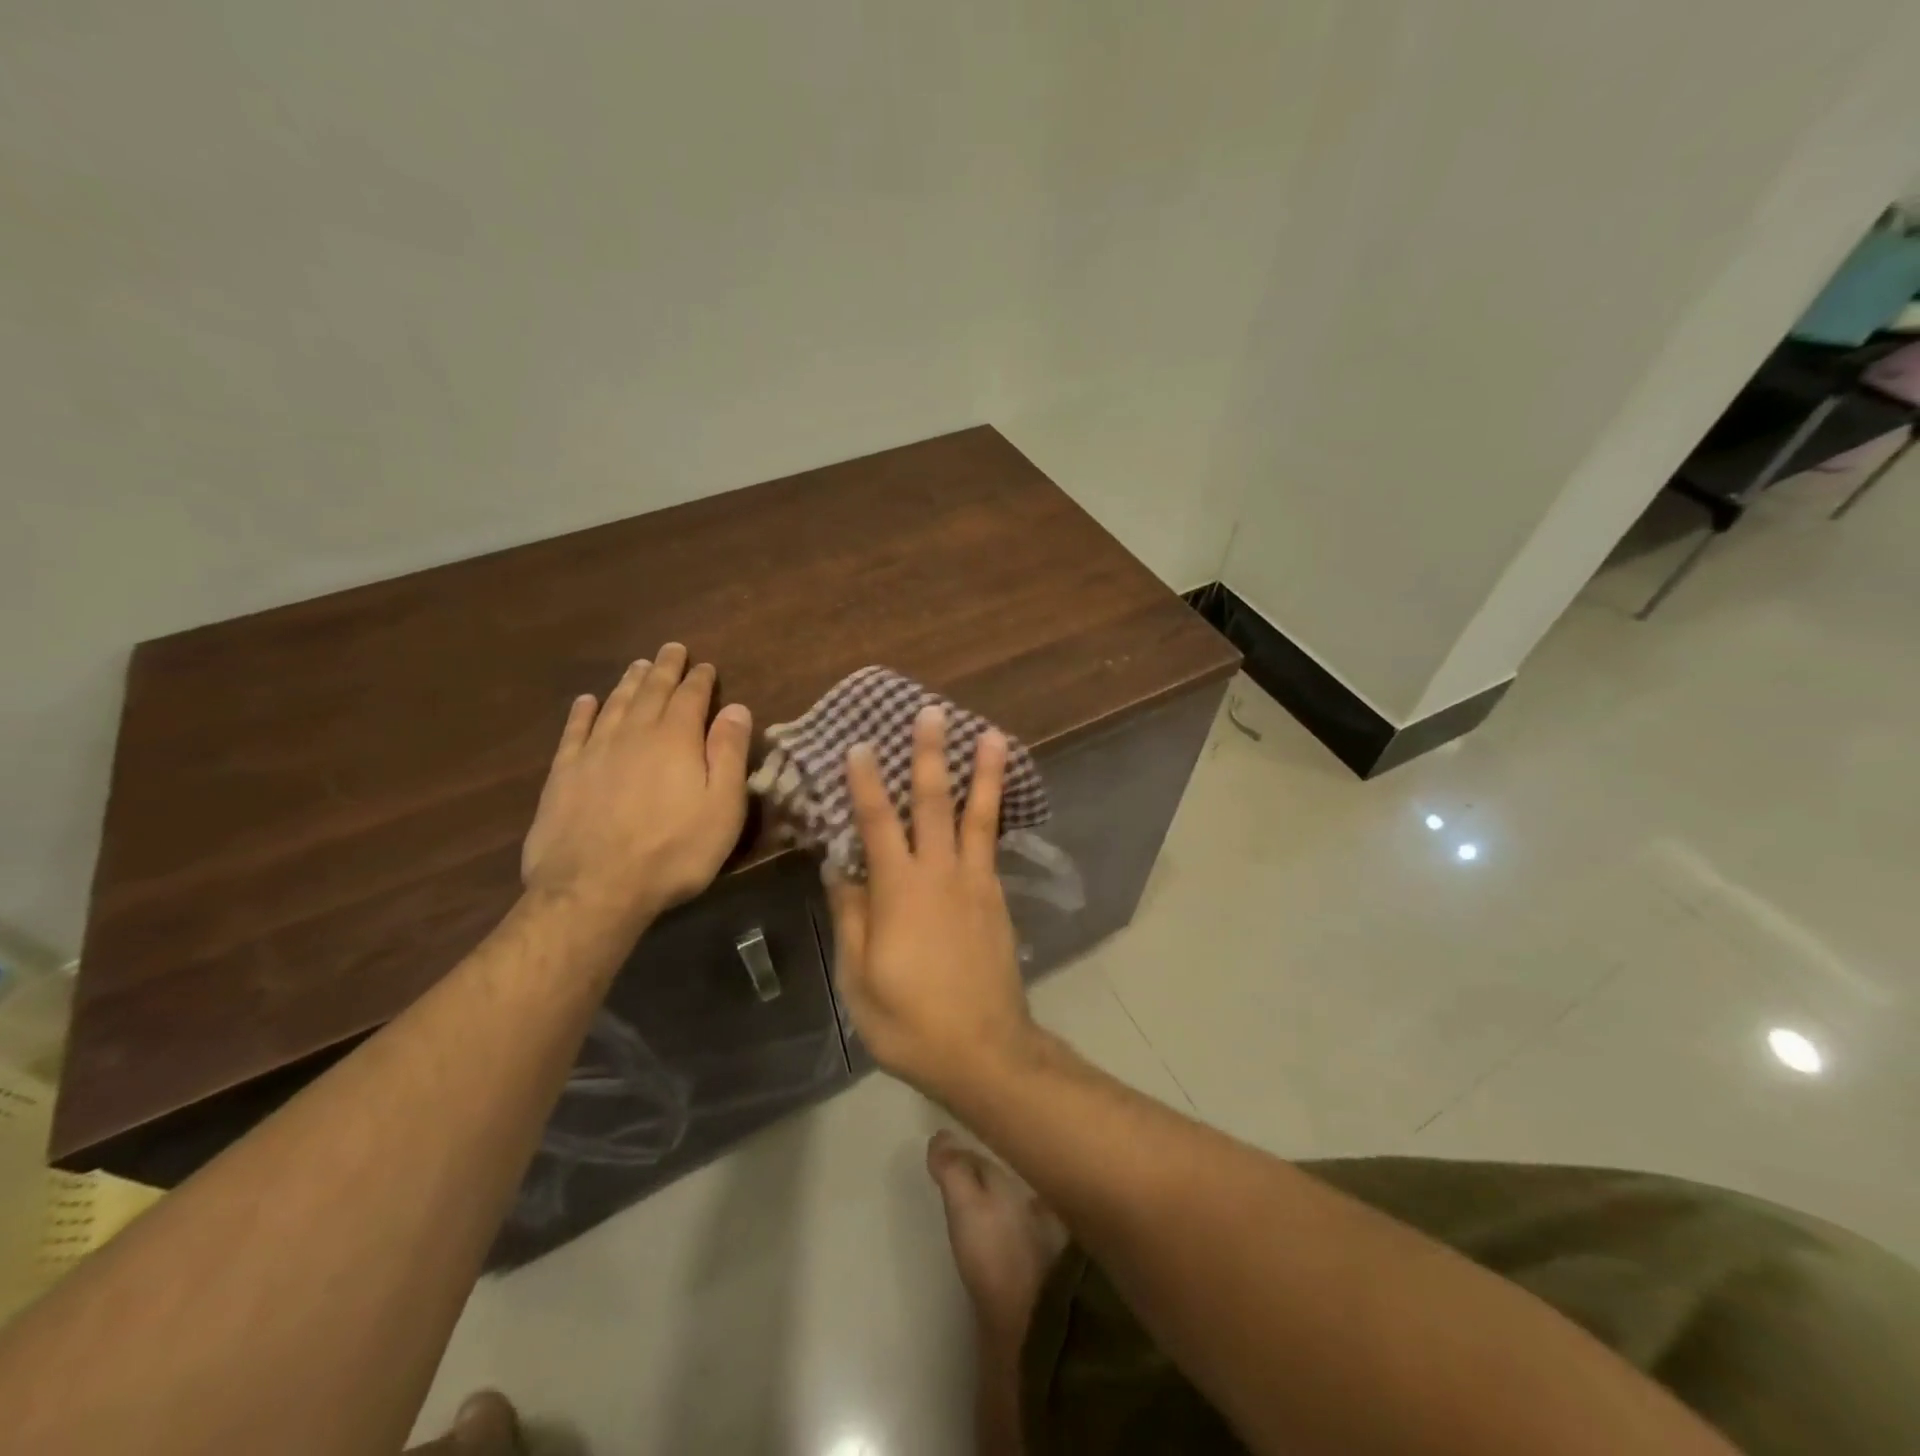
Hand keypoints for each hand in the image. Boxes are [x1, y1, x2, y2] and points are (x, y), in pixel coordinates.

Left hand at [522, 644, 751, 935]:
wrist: (594, 888)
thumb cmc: (674, 851)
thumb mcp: (722, 807)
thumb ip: (730, 754)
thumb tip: (737, 709)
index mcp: (677, 739)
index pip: (691, 697)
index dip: (700, 679)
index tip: (706, 665)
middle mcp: (634, 734)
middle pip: (651, 692)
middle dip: (664, 669)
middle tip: (671, 649)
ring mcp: (594, 751)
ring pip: (615, 704)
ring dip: (628, 682)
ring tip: (637, 665)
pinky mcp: (563, 774)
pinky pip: (574, 731)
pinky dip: (583, 712)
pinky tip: (587, 701)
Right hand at [824, 705, 1035, 1098]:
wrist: (984, 1050)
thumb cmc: (909, 1020)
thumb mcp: (860, 977)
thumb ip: (852, 916)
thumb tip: (840, 867)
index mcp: (900, 891)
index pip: (878, 824)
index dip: (866, 783)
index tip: (861, 746)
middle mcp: (941, 874)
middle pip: (934, 803)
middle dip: (931, 755)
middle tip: (932, 713)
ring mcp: (975, 883)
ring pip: (978, 816)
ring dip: (982, 772)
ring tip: (991, 735)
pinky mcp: (996, 898)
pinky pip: (992, 845)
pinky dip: (993, 814)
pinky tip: (993, 801)